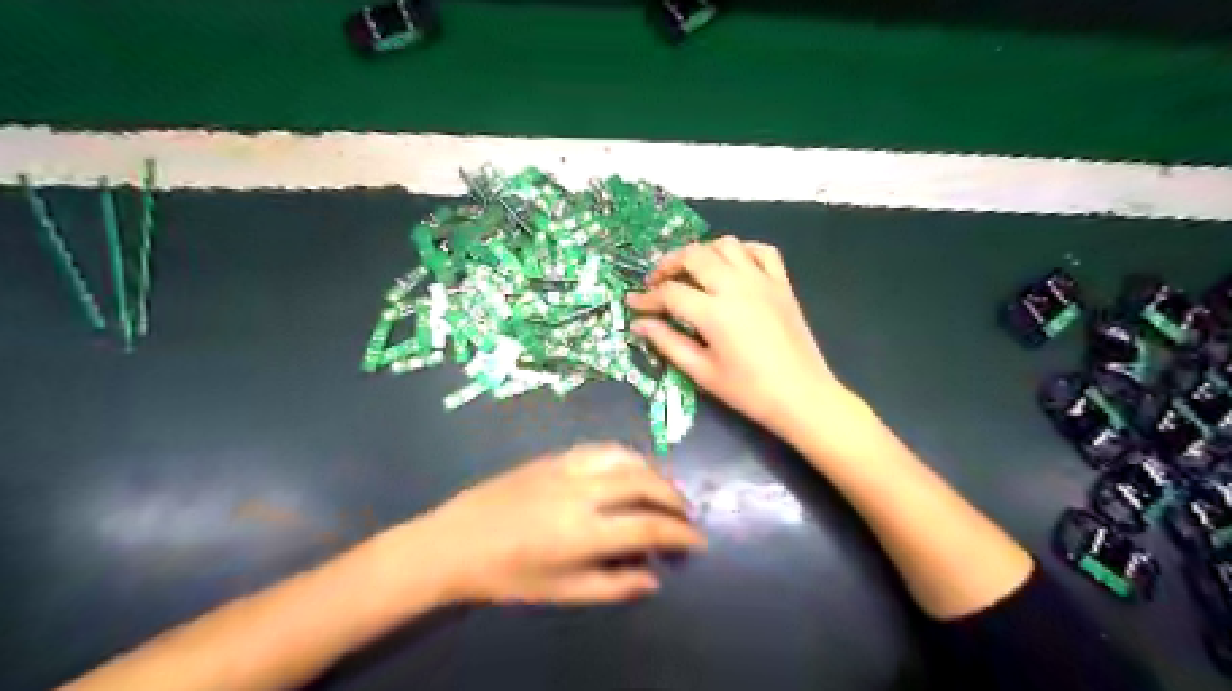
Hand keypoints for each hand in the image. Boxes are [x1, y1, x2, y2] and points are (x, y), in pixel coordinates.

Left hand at [419, 446, 701, 607]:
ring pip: (627, 459)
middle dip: (675, 498)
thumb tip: (653, 578)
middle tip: (686, 515)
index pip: (649, 526)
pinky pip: (602, 449)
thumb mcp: (560, 592)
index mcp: (584, 531)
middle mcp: (583, 492)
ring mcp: (568, 468)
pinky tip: (630, 468)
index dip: (681, 534)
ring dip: (655, 473)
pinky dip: (627, 457)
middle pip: (645, 484)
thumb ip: (612, 585)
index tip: (698, 541)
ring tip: (664, 491)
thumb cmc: (506, 576)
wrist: (455, 541)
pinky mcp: (554, 456)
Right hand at [629, 236, 841, 435]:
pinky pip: (761, 250)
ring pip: (726, 244)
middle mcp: (736, 286)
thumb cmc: (748, 390)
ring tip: (691, 272)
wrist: (802, 396)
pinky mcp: (782, 283)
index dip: (646, 298)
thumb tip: (640, 324)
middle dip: (668, 265)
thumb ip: (668, 343)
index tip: (632, 303)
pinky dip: (742, 251)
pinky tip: (732, 266)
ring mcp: (762, 280)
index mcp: (713, 312)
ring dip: (702, 252)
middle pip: (694, 255)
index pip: (670, 293)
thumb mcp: (702, 372)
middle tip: (657, 283)